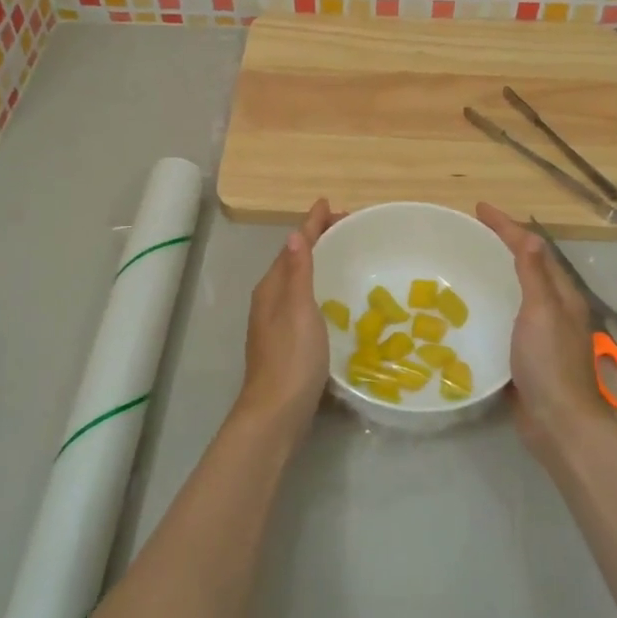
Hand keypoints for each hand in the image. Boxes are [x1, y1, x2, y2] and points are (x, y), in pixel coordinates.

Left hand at [238, 199, 340, 436]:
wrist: (276, 413)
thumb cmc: (291, 358)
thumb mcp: (298, 310)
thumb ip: (297, 273)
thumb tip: (294, 234)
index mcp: (272, 289)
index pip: (293, 247)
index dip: (311, 225)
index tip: (329, 204)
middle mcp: (270, 301)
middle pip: (293, 260)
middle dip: (316, 240)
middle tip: (346, 227)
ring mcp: (276, 323)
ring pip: (297, 281)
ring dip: (317, 262)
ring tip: (342, 253)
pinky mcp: (287, 342)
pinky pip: (303, 301)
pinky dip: (318, 286)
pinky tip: (334, 298)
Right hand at [477, 203, 614, 451]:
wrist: (558, 422)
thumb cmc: (549, 363)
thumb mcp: (542, 312)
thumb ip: (534, 275)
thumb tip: (530, 236)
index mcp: (561, 295)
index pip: (533, 249)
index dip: (507, 226)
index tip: (479, 208)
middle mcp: (554, 309)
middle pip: (528, 266)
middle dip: (502, 245)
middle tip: (471, 232)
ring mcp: (541, 333)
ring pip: (517, 292)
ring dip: (496, 273)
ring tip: (467, 263)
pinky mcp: (526, 354)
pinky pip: (506, 318)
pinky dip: (491, 304)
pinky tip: (469, 309)